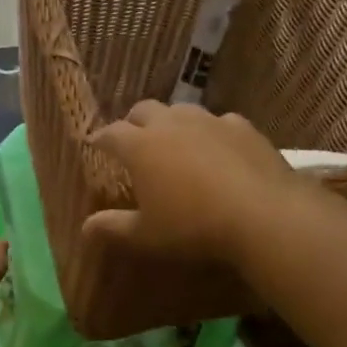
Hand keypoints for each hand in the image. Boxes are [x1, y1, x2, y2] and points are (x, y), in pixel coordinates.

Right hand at [82, 101, 300, 264]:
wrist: (262, 214)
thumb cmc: (193, 226)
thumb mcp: (147, 235)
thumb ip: (114, 228)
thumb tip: (84, 227)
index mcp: (141, 147)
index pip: (111, 133)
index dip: (100, 138)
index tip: (95, 143)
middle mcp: (170, 124)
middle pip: (144, 110)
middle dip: (134, 122)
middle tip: (133, 140)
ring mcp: (208, 120)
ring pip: (181, 110)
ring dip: (171, 122)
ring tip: (174, 141)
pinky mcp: (241, 126)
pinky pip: (218, 121)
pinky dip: (210, 132)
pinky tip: (217, 147)